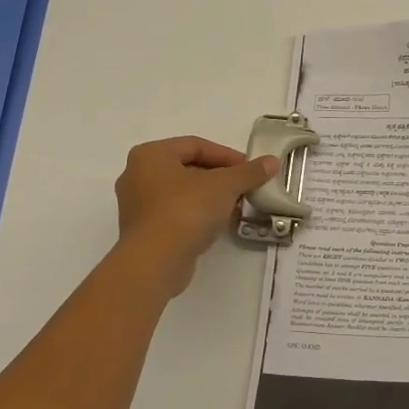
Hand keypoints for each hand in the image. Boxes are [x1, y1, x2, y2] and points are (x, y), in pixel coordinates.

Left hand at [113, 136, 276, 298]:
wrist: (154, 262)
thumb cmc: (185, 210)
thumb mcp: (224, 186)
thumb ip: (248, 172)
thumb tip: (272, 161)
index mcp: (151, 155)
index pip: (196, 145)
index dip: (227, 155)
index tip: (250, 169)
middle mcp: (137, 175)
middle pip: (188, 168)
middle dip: (220, 178)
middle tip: (244, 188)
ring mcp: (137, 206)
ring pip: (182, 193)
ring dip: (210, 198)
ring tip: (235, 207)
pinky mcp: (142, 232)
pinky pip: (175, 214)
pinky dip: (196, 215)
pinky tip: (217, 226)